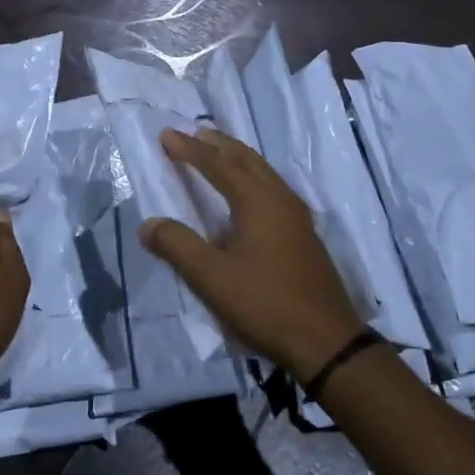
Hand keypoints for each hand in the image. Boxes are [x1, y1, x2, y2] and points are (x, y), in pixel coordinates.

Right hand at [139, 128, 361, 380]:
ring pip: (264, 172)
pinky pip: (274, 189)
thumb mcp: (212, 278)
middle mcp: (280, 198)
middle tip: (195, 133)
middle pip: (247, 159)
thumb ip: (177, 246)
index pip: (218, 164)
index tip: (167, 135)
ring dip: (238, 158)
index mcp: (257, 201)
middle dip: (219, 144)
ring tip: (219, 154)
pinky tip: (250, 194)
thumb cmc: (265, 304)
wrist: (326, 341)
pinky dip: (253, 177)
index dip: (190, 150)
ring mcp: (297, 217)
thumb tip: (148, 224)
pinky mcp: (304, 235)